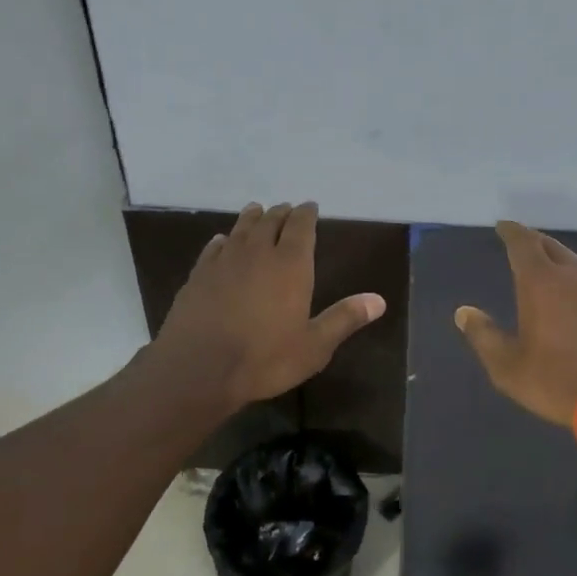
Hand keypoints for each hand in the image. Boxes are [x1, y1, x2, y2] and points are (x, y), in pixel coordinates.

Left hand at [154, 202, 386, 408]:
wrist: (198, 369)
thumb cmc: (264, 358)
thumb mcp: (314, 346)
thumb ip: (344, 319)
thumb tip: (379, 300)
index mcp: (291, 264)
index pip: (301, 226)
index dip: (307, 213)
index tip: (311, 206)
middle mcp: (258, 252)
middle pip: (270, 221)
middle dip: (282, 213)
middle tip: (287, 210)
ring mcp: (224, 261)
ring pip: (241, 228)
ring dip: (252, 217)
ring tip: (258, 210)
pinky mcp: (198, 274)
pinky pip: (214, 247)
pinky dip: (223, 240)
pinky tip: (222, 241)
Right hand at [455, 220, 576, 428]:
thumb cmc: (557, 380)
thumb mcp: (508, 366)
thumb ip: (484, 336)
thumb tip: (464, 312)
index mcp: (541, 283)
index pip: (523, 244)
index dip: (511, 232)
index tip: (502, 226)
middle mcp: (572, 278)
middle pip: (551, 247)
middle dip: (533, 240)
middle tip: (520, 240)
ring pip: (573, 263)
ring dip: (555, 257)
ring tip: (543, 263)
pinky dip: (572, 279)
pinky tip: (570, 295)